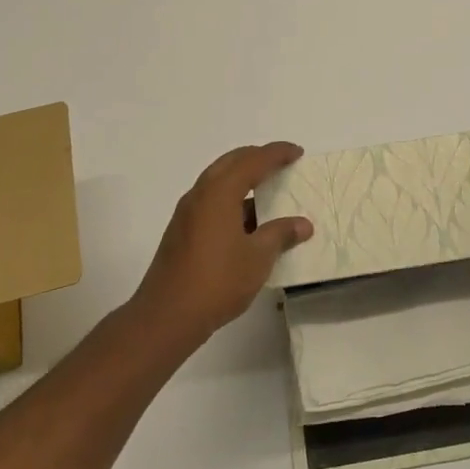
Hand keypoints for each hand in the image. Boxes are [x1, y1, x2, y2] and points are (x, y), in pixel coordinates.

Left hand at [132, 142, 313, 346]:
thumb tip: (302, 224)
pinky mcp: (182, 231)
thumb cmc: (217, 281)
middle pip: (231, 163)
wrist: (167, 315)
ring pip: (218, 181)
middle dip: (256, 158)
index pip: (252, 161)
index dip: (276, 153)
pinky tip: (247, 221)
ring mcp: (187, 213)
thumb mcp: (258, 258)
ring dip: (242, 180)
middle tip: (281, 163)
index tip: (297, 152)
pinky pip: (211, 201)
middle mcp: (200, 194)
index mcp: (219, 192)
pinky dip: (231, 199)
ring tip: (268, 191)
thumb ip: (280, 235)